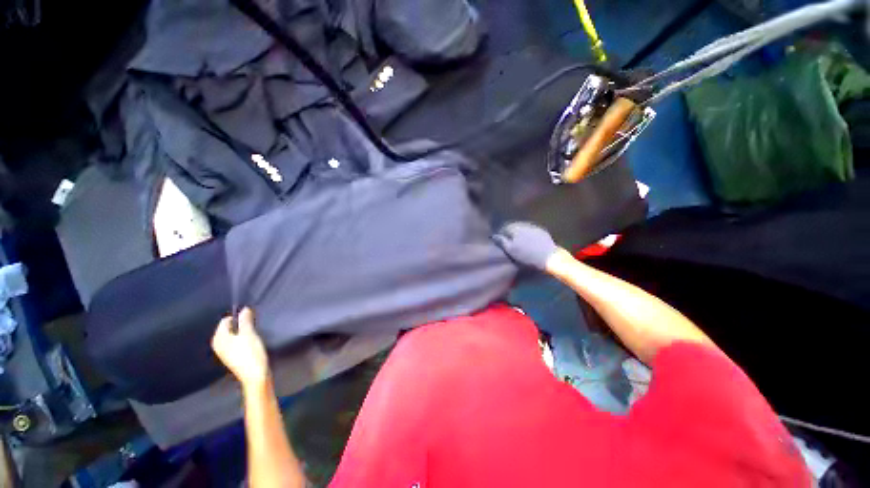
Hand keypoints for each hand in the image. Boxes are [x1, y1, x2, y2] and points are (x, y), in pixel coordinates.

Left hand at [211, 307, 269, 388]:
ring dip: (242, 332)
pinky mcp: (232, 357)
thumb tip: (244, 309)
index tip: (251, 318)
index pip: (226, 320)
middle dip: (240, 325)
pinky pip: (235, 342)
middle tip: (253, 326)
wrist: (255, 375)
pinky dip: (242, 339)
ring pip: (233, 335)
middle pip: (229, 328)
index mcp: (219, 338)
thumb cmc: (250, 353)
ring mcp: (224, 352)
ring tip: (253, 334)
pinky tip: (251, 343)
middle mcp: (218, 344)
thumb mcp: (249, 334)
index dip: (238, 317)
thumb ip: (245, 320)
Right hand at [493, 221, 560, 270]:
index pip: (505, 227)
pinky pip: (531, 231)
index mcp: (515, 228)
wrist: (549, 257)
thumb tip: (494, 235)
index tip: (500, 240)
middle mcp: (524, 224)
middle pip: (514, 226)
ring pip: (523, 228)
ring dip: (519, 233)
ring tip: (518, 241)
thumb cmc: (527, 255)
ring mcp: (535, 227)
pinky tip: (529, 241)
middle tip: (509, 241)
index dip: (501, 233)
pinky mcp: (543, 232)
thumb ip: (502, 241)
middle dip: (511, 232)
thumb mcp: (511, 250)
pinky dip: (528, 234)